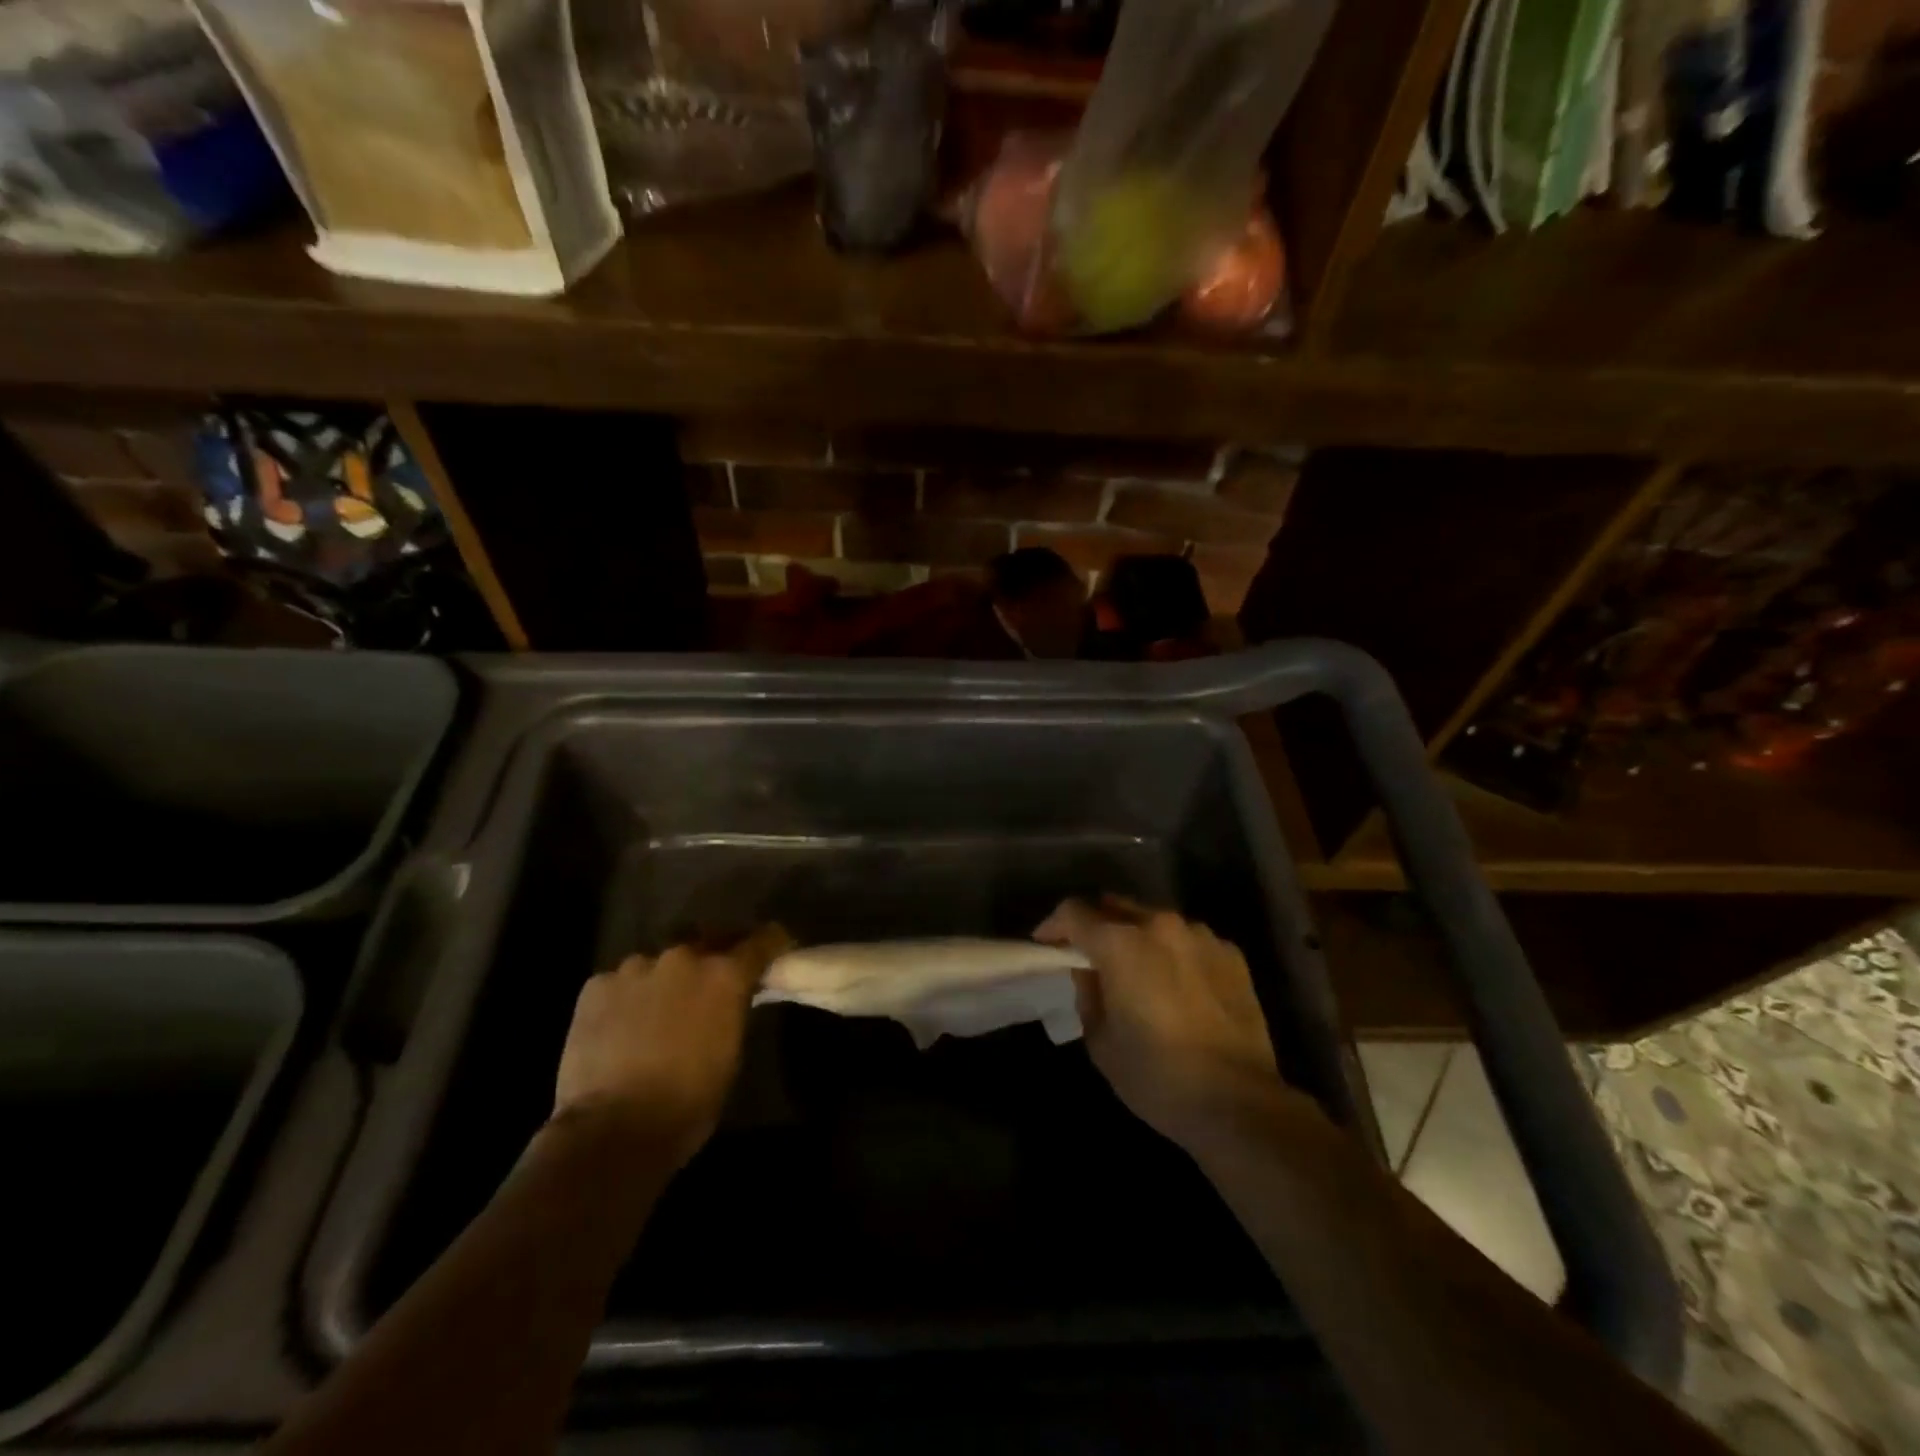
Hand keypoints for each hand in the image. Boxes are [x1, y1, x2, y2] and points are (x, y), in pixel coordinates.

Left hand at [553, 926, 788, 1165]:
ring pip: (660, 961)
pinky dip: (629, 996)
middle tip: (714, 981)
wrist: (612, 1130)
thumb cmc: (688, 1102)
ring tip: (660, 1007)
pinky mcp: (597, 985)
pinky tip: (622, 1025)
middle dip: (715, 956)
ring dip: (668, 977)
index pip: (762, 939)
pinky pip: (622, 981)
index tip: (776, 950)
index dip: (772, 944)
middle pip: (709, 940)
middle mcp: (683, 958)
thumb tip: (730, 999)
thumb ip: (733, 1010)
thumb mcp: (730, 1052)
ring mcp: (636, 967)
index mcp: (725, 975)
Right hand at [1036, 898, 1287, 1149]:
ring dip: (1138, 938)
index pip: (1073, 912)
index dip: (1053, 926)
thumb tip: (1089, 972)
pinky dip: (1173, 953)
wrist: (1238, 1102)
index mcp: (1121, 943)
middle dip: (1096, 926)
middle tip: (1089, 957)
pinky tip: (1176, 985)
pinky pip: (1189, 941)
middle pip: (1116, 907)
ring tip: (1137, 971)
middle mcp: (1160, 925)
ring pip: (1155, 922)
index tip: (1046, 946)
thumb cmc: (1157, 1075)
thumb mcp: (1100, 1041)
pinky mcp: (1232, 954)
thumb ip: (1087, 994)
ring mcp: (1201, 936)